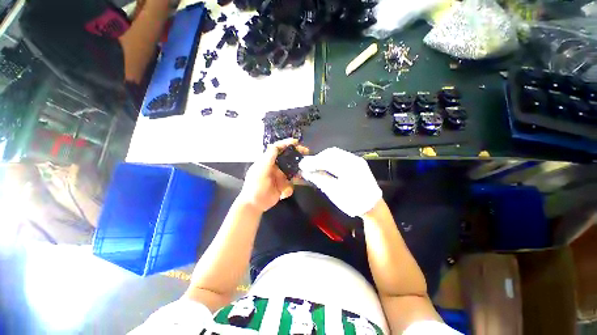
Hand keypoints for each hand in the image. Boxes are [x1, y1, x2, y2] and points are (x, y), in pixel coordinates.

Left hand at [238, 139, 308, 212]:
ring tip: (304, 172)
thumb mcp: (260, 170)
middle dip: (296, 155)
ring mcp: (280, 176)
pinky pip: (291, 183)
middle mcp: (275, 167)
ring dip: (298, 171)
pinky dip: (290, 187)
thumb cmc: (255, 185)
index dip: (287, 144)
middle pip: (288, 158)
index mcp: (268, 161)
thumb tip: (275, 145)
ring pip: (292, 170)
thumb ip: (268, 158)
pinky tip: (285, 192)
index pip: (278, 149)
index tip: (297, 142)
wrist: (254, 204)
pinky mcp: (283, 185)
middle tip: (306, 153)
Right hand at [299, 147, 381, 216]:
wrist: (373, 207)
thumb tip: (306, 172)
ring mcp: (356, 160)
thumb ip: (320, 179)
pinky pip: (340, 157)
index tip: (302, 165)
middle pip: (331, 153)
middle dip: (317, 158)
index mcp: (350, 167)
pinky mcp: (356, 163)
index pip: (327, 159)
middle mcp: (354, 159)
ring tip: (314, 166)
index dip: (313, 162)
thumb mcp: (335, 193)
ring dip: (323, 158)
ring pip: (335, 153)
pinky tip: (324, 166)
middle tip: (307, 166)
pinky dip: (329, 160)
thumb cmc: (353, 202)